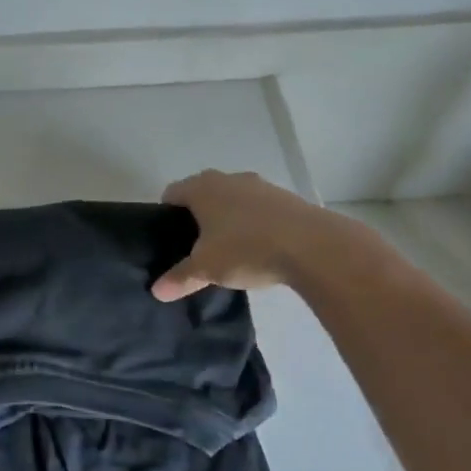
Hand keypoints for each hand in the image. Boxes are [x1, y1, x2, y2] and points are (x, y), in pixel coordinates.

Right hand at [151, 169, 359, 301]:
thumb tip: (156, 291)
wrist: (313, 246)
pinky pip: (259, 208)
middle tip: (197, 247)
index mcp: (202, 188)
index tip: (170, 239)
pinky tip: (260, 247)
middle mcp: (228, 179)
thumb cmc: (246, 249)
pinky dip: (254, 223)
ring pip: (233, 199)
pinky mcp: (286, 198)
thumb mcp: (206, 268)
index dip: (166, 215)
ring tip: (230, 249)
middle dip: (198, 216)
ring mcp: (260, 185)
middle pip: (203, 193)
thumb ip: (180, 278)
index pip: (171, 193)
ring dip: (228, 218)